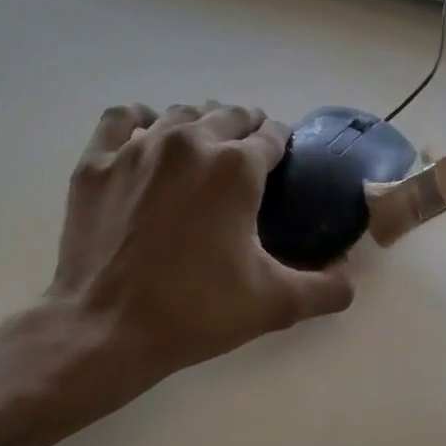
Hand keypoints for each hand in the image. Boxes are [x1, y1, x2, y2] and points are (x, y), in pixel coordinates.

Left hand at [46, 102, 353, 392]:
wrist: (107, 330)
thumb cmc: (196, 312)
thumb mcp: (275, 304)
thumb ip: (327, 287)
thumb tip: (348, 273)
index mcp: (237, 168)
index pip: (272, 136)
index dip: (282, 146)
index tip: (282, 164)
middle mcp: (190, 142)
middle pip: (228, 115)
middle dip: (245, 129)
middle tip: (249, 158)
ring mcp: (137, 148)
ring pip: (179, 114)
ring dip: (200, 124)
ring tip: (204, 150)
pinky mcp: (96, 163)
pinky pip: (122, 120)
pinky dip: (140, 122)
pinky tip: (147, 136)